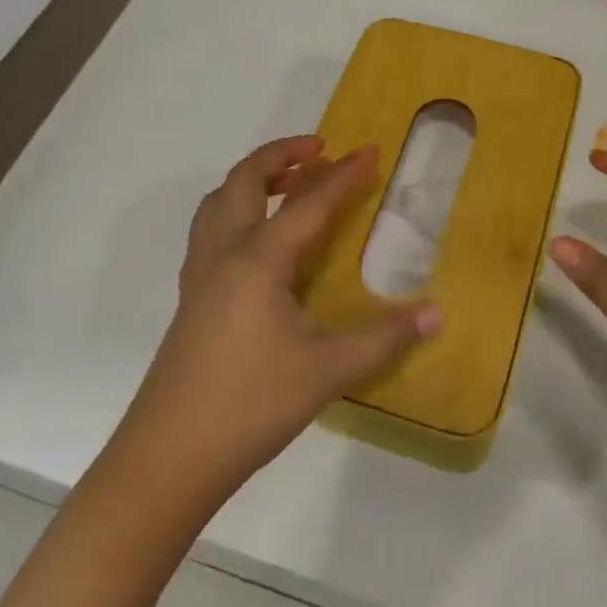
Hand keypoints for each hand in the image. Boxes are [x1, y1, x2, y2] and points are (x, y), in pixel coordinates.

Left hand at [126, 136, 441, 498]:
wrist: (168, 458)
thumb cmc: (251, 405)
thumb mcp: (327, 371)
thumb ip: (385, 338)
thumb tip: (438, 313)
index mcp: (258, 259)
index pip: (309, 203)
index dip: (343, 175)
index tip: (370, 151)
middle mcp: (224, 254)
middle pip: (245, 181)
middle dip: (281, 154)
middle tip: (318, 148)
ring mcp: (200, 276)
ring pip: (218, 202)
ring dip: (252, 179)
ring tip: (287, 181)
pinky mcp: (190, 299)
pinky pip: (209, 230)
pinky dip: (234, 210)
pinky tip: (256, 240)